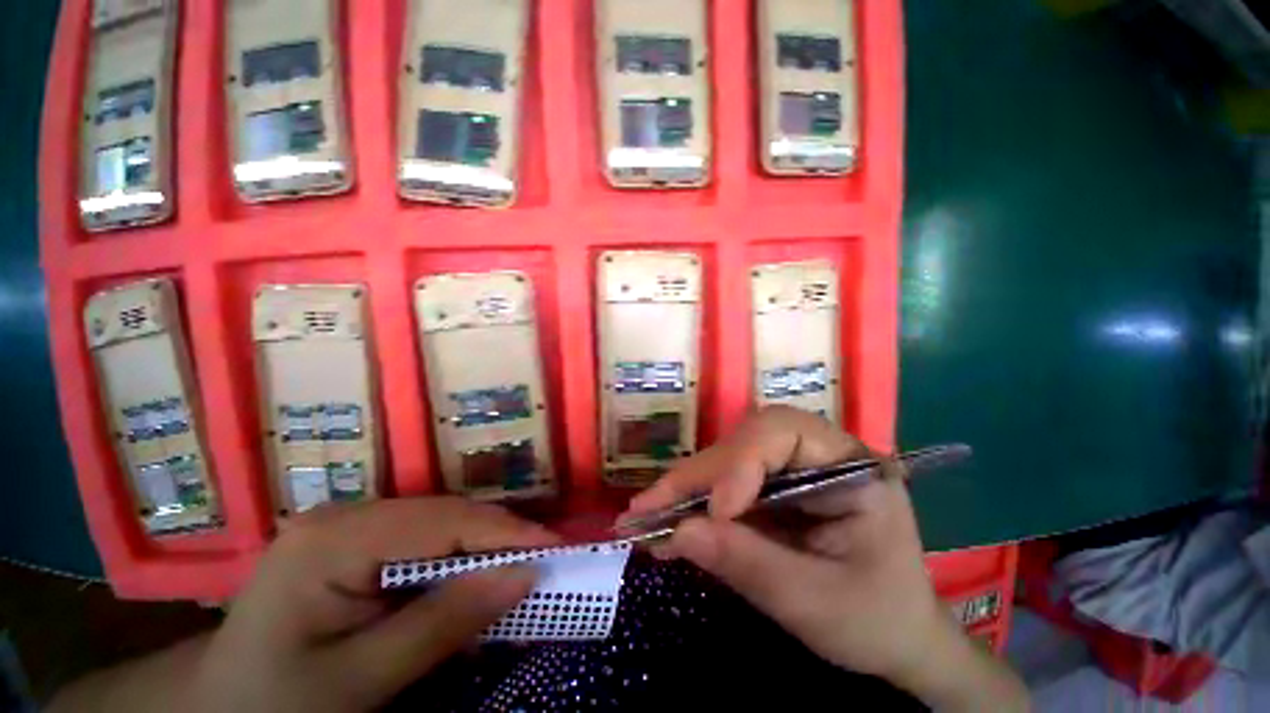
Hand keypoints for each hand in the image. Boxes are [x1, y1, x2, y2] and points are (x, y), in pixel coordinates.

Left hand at [191, 498, 557, 712]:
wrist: (220, 710)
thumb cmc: (277, 703)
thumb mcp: (360, 682)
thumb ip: (443, 624)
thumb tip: (524, 574)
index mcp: (332, 540)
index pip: (441, 521)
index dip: (504, 531)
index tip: (555, 548)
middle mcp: (344, 514)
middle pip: (443, 514)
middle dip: (498, 536)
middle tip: (544, 560)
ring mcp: (348, 523)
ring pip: (440, 522)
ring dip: (482, 546)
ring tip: (518, 566)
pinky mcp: (355, 540)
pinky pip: (423, 538)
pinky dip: (458, 556)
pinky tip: (472, 576)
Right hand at [623, 406, 1027, 709]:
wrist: (895, 636)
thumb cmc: (875, 620)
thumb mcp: (816, 604)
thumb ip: (749, 564)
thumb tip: (677, 533)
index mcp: (852, 466)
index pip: (785, 431)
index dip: (742, 461)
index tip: (715, 510)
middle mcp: (817, 452)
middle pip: (746, 441)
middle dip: (698, 475)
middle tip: (650, 507)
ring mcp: (791, 467)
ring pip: (727, 458)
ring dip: (687, 487)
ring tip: (648, 515)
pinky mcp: (770, 485)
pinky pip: (724, 482)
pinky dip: (693, 502)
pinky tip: (667, 522)